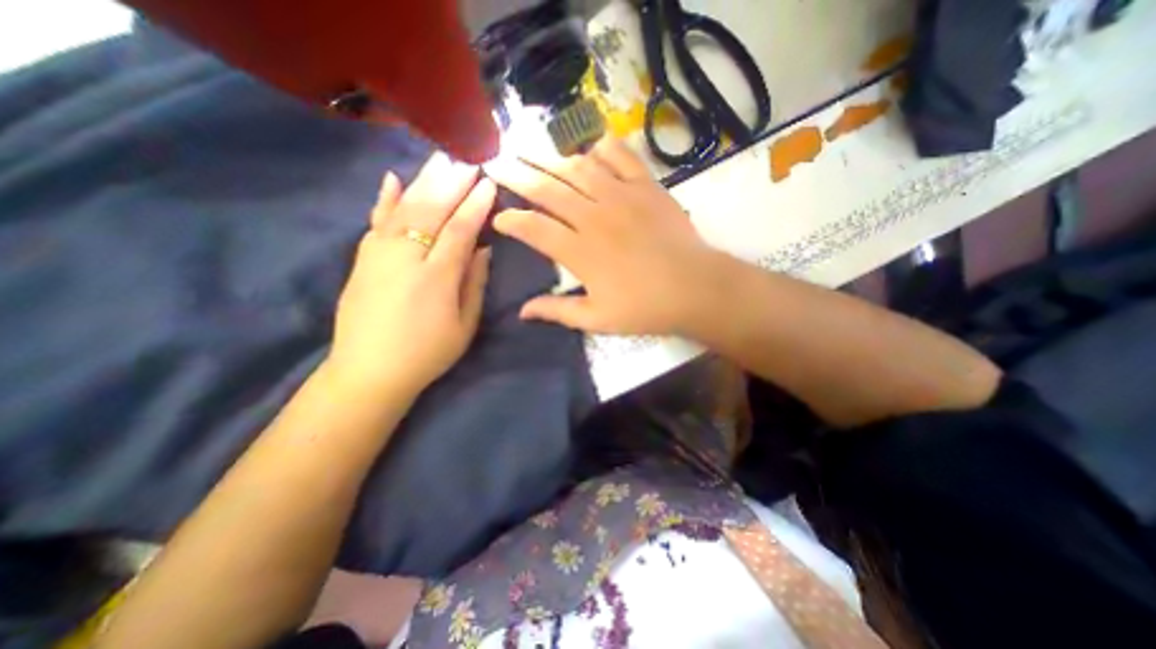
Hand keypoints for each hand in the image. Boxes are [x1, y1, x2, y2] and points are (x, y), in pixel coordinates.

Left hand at [327, 153, 495, 395]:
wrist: (369, 371)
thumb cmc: (427, 353)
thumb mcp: (464, 326)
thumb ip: (475, 284)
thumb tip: (484, 250)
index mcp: (437, 277)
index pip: (460, 230)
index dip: (476, 206)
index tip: (489, 184)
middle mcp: (406, 257)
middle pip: (432, 211)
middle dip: (453, 184)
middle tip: (469, 161)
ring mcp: (379, 255)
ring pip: (404, 208)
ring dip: (424, 182)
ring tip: (441, 160)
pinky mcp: (362, 259)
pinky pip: (375, 221)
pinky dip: (384, 199)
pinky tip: (392, 178)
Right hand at [484, 134, 719, 336]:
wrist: (695, 288)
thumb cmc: (645, 308)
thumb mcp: (597, 319)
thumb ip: (557, 311)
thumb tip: (522, 312)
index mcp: (580, 252)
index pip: (533, 228)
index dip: (510, 220)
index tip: (499, 218)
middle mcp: (594, 217)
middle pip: (547, 189)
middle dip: (516, 175)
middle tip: (496, 163)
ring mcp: (622, 196)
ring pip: (577, 168)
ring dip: (550, 159)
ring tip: (531, 153)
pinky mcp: (646, 187)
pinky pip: (620, 156)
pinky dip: (602, 148)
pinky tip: (591, 149)